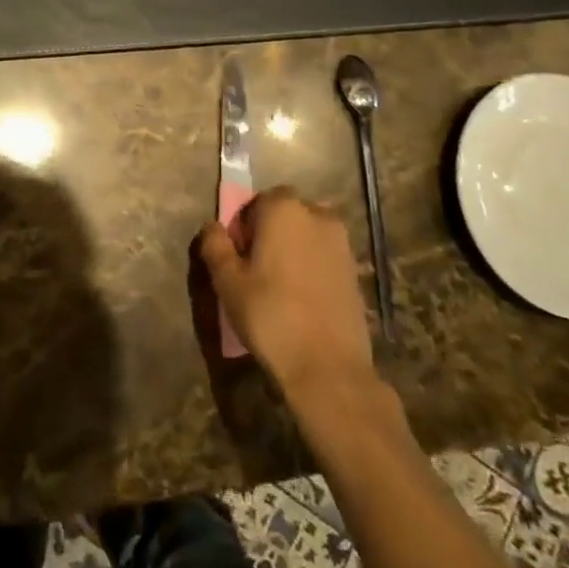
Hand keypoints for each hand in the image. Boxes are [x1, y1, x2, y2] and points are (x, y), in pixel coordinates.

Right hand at [198, 188, 374, 398]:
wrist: (328, 367)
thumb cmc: (270, 315)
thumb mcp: (227, 281)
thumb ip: (215, 245)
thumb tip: (212, 226)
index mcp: (283, 208)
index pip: (257, 200)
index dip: (243, 225)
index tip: (237, 255)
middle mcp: (317, 215)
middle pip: (285, 214)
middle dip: (269, 233)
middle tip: (255, 271)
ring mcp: (341, 242)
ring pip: (306, 235)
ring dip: (292, 249)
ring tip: (279, 287)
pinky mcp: (356, 270)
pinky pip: (324, 257)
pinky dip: (311, 268)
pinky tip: (302, 299)